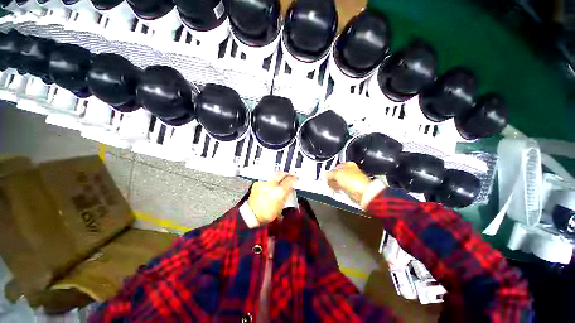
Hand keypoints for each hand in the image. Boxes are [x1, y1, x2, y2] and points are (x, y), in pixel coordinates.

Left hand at [248, 172, 297, 224]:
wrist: (252, 215)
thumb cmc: (267, 214)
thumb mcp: (281, 207)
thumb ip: (286, 197)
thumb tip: (289, 190)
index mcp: (280, 191)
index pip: (290, 180)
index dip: (294, 178)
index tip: (296, 178)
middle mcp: (272, 184)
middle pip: (282, 174)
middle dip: (286, 174)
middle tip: (289, 176)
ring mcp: (264, 183)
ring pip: (273, 176)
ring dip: (278, 178)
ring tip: (279, 181)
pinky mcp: (257, 183)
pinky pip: (266, 181)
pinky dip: (269, 183)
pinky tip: (269, 187)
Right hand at [327, 162, 371, 203]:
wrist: (363, 193)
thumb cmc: (355, 181)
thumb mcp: (337, 174)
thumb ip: (330, 174)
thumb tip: (326, 174)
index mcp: (349, 164)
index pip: (336, 166)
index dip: (330, 171)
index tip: (326, 175)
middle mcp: (351, 172)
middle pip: (337, 174)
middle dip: (332, 178)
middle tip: (328, 181)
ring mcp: (352, 180)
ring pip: (339, 182)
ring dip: (335, 185)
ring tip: (333, 187)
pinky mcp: (352, 189)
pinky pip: (342, 188)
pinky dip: (339, 189)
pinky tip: (338, 190)